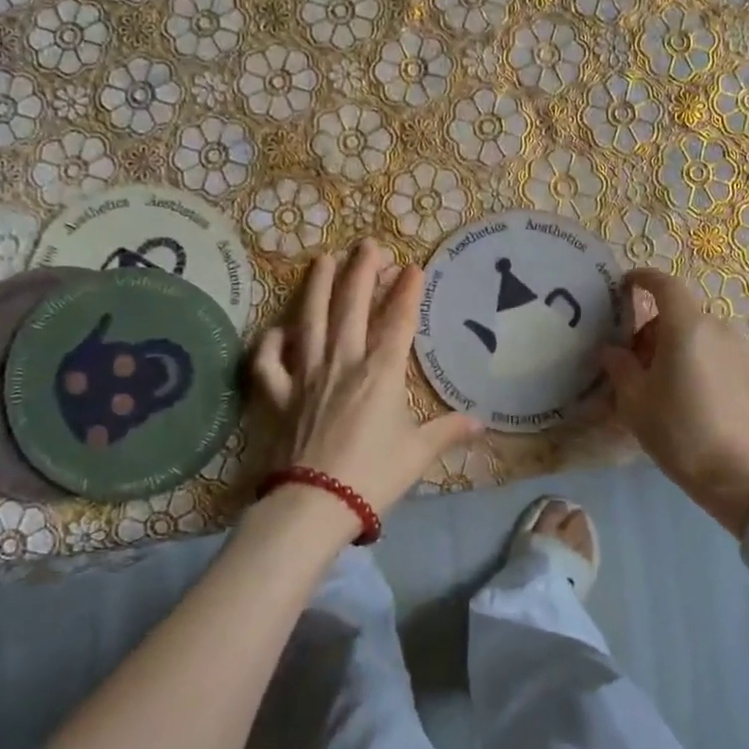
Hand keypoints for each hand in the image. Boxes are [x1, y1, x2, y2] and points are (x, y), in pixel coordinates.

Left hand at [250, 240, 480, 523]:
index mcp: (381, 372)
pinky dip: (271, 343)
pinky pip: (269, 362)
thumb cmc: (373, 476)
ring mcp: (306, 375)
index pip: (398, 321)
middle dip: (362, 271)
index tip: (413, 267)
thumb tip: (480, 422)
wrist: (314, 503)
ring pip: (310, 320)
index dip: (407, 291)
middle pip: (352, 306)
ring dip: (317, 287)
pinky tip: (277, 329)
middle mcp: (343, 362)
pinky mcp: (278, 396)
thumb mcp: (418, 454)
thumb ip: (448, 431)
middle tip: (368, 244)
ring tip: (323, 259)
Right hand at [599, 268, 748, 537]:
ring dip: (676, 349)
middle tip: (634, 364)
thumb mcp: (635, 402)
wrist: (745, 477)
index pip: (664, 284)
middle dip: (652, 330)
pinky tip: (691, 400)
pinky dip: (698, 363)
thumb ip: (619, 367)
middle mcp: (717, 329)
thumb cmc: (681, 433)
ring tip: (662, 387)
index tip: (625, 286)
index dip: (642, 279)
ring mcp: (741, 351)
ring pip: (699, 336)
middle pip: (679, 315)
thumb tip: (612, 350)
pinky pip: (717, 356)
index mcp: (686, 327)